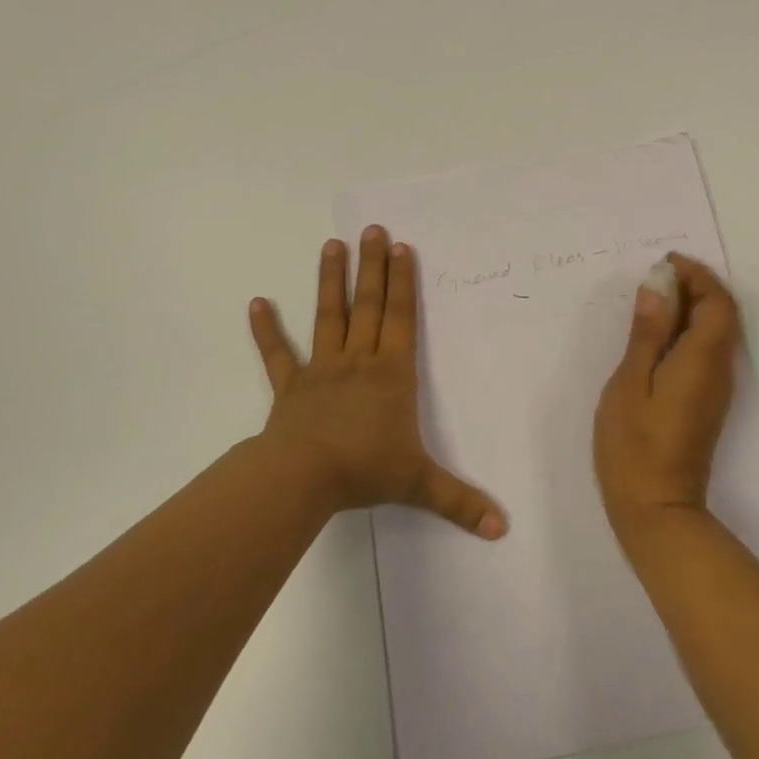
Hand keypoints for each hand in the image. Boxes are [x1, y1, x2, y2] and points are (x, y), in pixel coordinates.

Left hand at [248, 227, 507, 539]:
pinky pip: (277, 354)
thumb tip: (502, 529)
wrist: (303, 477)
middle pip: (368, 306)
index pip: (400, 319)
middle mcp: (358, 361)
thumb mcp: (418, 485)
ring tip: (331, 245)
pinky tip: (256, 302)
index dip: (403, 283)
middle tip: (373, 229)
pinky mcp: (289, 387)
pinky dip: (266, 330)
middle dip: (373, 267)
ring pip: (328, 317)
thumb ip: (460, 502)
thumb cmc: (364, 470)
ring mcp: (321, 370)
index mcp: (391, 374)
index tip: (401, 249)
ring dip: (330, 281)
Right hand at [592, 254, 742, 541]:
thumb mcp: (629, 383)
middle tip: (655, 277)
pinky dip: (688, 331)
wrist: (657, 508)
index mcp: (702, 360)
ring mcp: (716, 389)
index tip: (665, 263)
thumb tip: (658, 288)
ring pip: (716, 333)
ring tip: (652, 299)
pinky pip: (707, 352)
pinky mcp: (707, 403)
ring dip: (692, 308)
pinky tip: (656, 336)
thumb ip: (647, 333)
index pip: (717, 302)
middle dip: (696, 286)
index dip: (697, 276)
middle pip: (722, 314)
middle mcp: (720, 370)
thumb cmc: (635, 446)